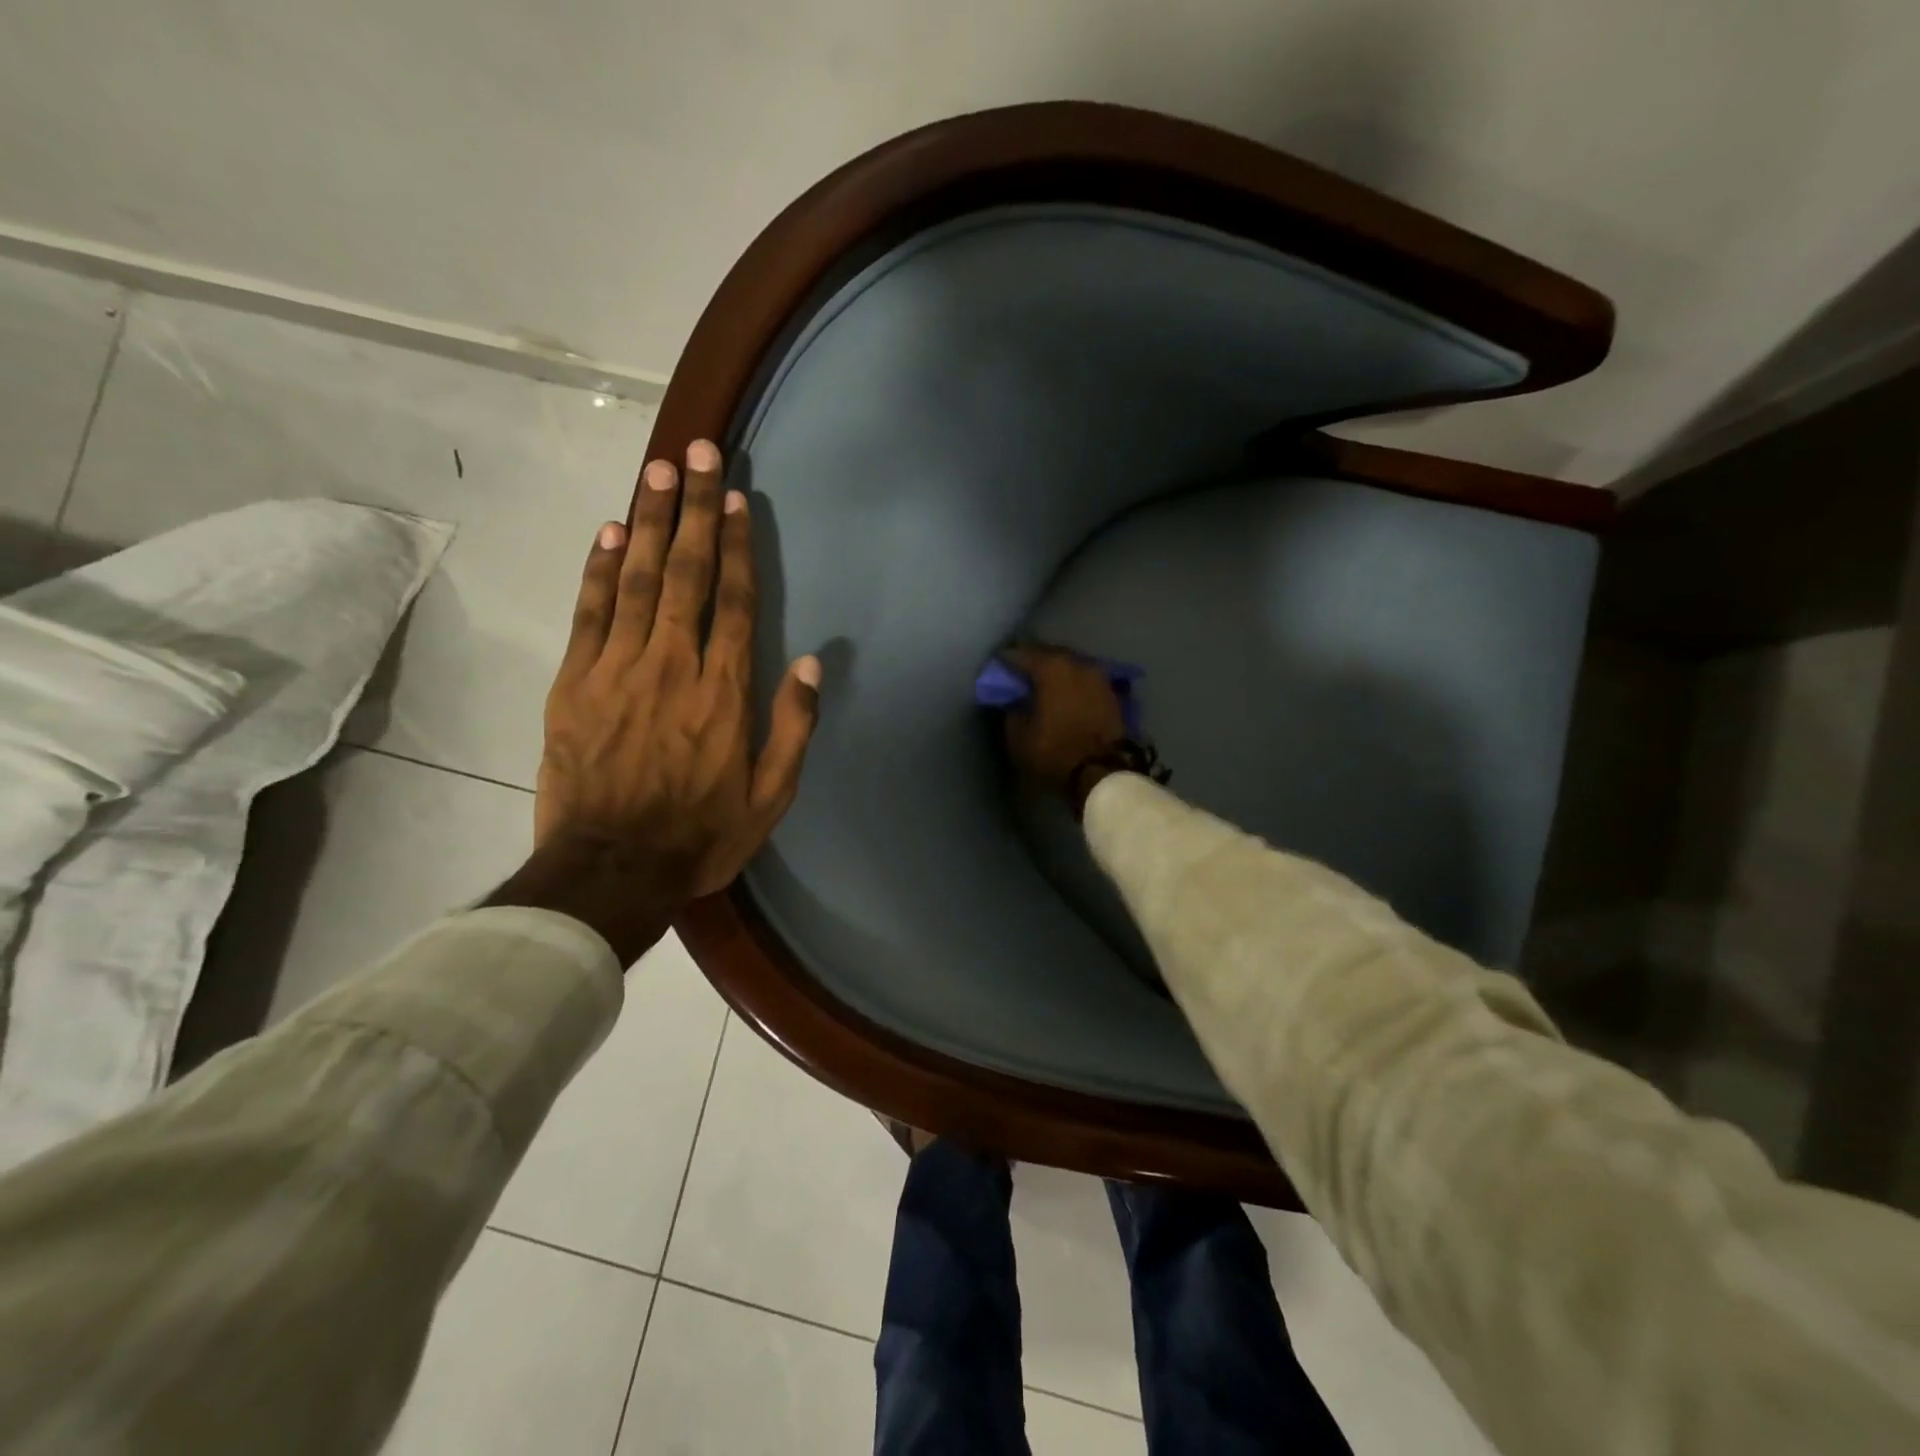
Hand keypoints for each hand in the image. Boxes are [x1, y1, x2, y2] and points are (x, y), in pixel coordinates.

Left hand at [493, 439, 820, 962]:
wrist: (612, 870)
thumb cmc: (701, 834)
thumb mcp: (771, 796)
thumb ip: (793, 727)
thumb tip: (808, 664)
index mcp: (724, 691)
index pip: (734, 601)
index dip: (737, 546)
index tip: (737, 499)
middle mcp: (673, 665)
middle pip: (686, 573)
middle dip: (694, 509)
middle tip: (698, 453)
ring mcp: (618, 669)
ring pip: (635, 580)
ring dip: (649, 521)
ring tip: (659, 471)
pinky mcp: (574, 683)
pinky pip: (588, 613)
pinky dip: (598, 569)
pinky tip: (608, 531)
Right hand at [1001, 644, 1127, 799]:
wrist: (1103, 772)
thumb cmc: (1055, 751)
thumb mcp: (1018, 736)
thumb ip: (1012, 710)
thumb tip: (1014, 700)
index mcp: (1051, 667)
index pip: (1020, 653)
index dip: (1005, 660)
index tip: (997, 667)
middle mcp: (1077, 663)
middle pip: (1048, 654)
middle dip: (1033, 661)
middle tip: (1019, 673)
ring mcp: (1098, 675)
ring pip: (1070, 665)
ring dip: (1056, 672)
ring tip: (1043, 684)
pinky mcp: (1112, 692)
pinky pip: (1085, 680)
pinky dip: (1073, 684)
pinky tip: (1065, 694)